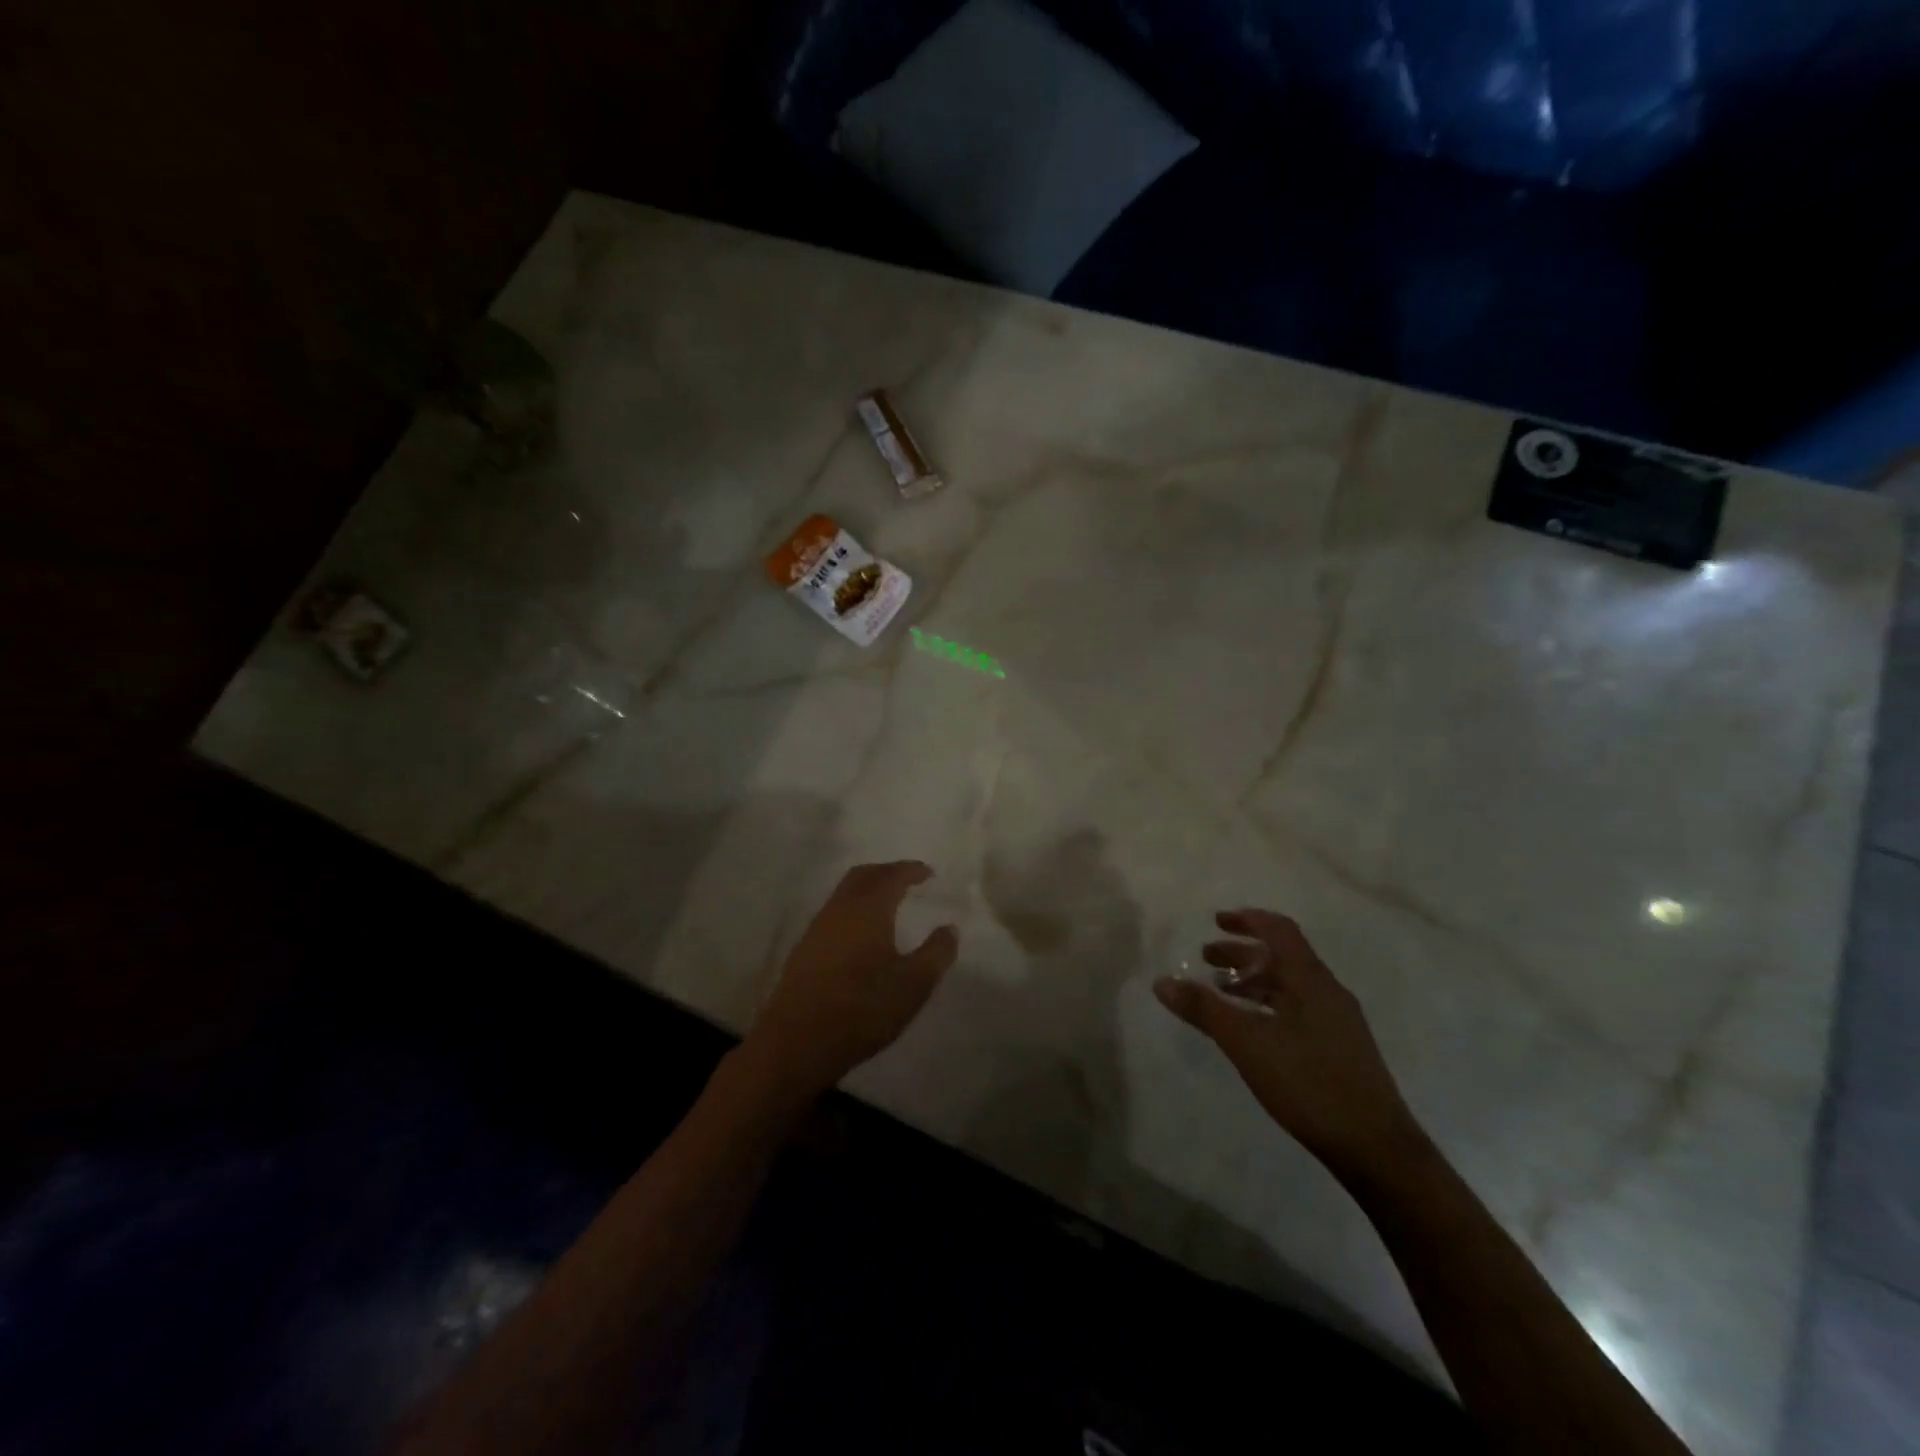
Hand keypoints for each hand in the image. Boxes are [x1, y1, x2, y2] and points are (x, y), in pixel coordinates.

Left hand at [744, 861, 959, 1099]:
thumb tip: (949, 928)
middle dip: (887, 871)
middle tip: (908, 879)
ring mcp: (817, 928)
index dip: (911, 870)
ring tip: (889, 903)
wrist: (797, 1042)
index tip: (928, 873)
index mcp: (868, 909)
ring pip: (844, 893)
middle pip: (863, 875)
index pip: (891, 876)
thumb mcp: (913, 984)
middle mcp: (840, 909)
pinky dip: (853, 908)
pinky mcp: (805, 950)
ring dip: (867, 889)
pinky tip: (862, 933)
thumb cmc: (862, 1008)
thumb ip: (936, 953)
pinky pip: (834, 913)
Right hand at [1154, 909, 1422, 1184]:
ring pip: (1290, 985)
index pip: (1279, 931)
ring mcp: (1338, 1021)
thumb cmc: (1309, 1083)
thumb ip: (1204, 1009)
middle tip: (1207, 958)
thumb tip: (1161, 981)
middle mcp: (1328, 991)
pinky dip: (1269, 1005)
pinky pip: (1298, 1009)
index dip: (1248, 920)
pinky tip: (1253, 1030)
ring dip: (1255, 981)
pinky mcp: (1341, 1049)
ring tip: (1221, 993)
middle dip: (1243, 953)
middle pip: (1282, 957)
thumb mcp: (1247, 1043)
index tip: (1216, 920)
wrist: (1377, 1149)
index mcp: (1310, 979)